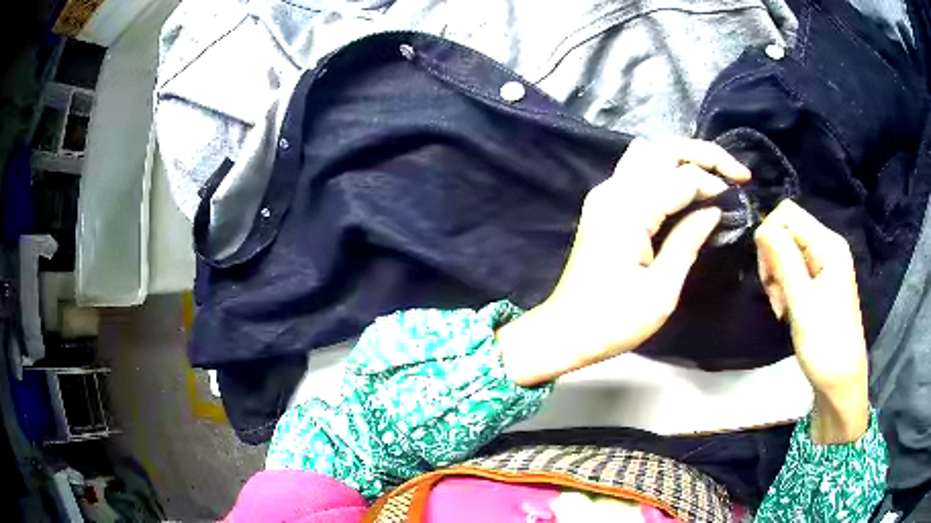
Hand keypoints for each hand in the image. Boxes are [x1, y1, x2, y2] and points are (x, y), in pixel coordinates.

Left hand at [499, 138, 749, 385]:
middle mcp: (613, 191)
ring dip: (684, 157)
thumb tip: (714, 209)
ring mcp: (604, 195)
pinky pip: (639, 170)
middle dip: (703, 154)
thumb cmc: (614, 321)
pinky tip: (687, 186)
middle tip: (735, 172)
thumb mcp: (662, 290)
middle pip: (662, 148)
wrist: (566, 331)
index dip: (714, 182)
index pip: (681, 176)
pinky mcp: (603, 204)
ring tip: (715, 175)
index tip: (738, 196)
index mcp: (628, 211)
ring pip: (649, 153)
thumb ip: (688, 241)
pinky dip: (667, 169)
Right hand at [754, 200, 868, 443]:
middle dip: (773, 259)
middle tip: (776, 297)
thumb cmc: (825, 345)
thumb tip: (761, 227)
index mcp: (829, 245)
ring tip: (783, 308)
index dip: (770, 236)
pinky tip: (788, 308)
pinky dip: (786, 285)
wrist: (841, 381)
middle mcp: (829, 245)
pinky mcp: (824, 279)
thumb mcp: (802, 304)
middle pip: (788, 229)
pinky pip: (796, 267)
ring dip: (778, 276)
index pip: (787, 214)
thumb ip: (783, 261)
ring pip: (789, 250)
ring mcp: (828, 262)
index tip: (768, 276)